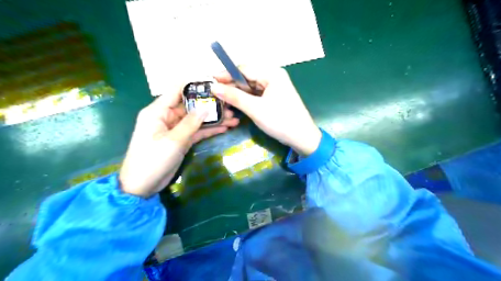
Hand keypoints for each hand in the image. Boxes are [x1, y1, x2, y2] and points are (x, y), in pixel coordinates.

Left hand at [119, 88, 239, 197]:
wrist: (143, 186)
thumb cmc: (152, 160)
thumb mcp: (173, 140)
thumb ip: (190, 123)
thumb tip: (206, 107)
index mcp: (158, 111)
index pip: (177, 90)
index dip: (194, 85)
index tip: (214, 83)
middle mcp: (167, 117)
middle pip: (191, 106)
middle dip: (210, 105)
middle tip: (230, 104)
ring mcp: (176, 129)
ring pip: (197, 119)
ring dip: (214, 119)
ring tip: (233, 117)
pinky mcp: (182, 140)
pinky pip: (198, 131)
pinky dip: (210, 130)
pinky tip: (225, 127)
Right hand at [211, 67, 320, 156]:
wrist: (302, 138)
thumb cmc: (280, 121)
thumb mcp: (255, 109)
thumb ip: (234, 97)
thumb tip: (214, 87)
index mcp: (272, 73)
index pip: (244, 69)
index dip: (226, 75)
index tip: (211, 81)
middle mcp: (274, 76)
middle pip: (248, 77)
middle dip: (232, 85)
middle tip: (216, 93)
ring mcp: (275, 87)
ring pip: (251, 86)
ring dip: (238, 93)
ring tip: (223, 99)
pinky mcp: (275, 96)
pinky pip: (257, 94)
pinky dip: (247, 98)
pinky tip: (237, 103)